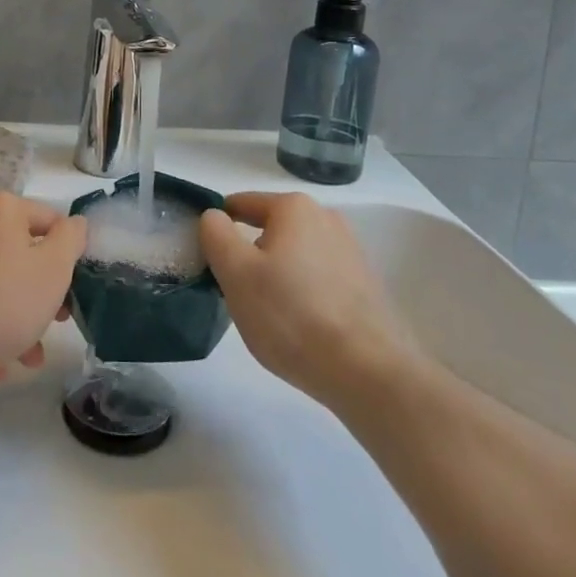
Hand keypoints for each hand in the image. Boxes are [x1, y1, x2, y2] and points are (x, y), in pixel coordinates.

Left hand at [0, 193, 86, 385]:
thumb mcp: (53, 271)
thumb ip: (71, 241)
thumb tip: (75, 223)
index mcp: (2, 209)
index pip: (48, 220)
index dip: (68, 255)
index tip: (74, 291)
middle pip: (16, 254)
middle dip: (38, 295)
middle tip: (51, 327)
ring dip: (11, 318)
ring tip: (22, 359)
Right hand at [199, 192, 413, 408]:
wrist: (367, 372)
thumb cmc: (291, 315)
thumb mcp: (235, 272)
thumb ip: (215, 234)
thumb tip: (214, 216)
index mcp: (294, 207)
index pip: (240, 204)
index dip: (218, 229)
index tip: (208, 261)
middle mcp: (326, 218)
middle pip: (269, 231)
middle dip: (249, 257)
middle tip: (237, 294)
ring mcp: (350, 251)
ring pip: (294, 256)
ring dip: (276, 276)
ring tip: (269, 316)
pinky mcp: (365, 284)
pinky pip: (318, 278)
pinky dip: (302, 294)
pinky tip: (299, 327)